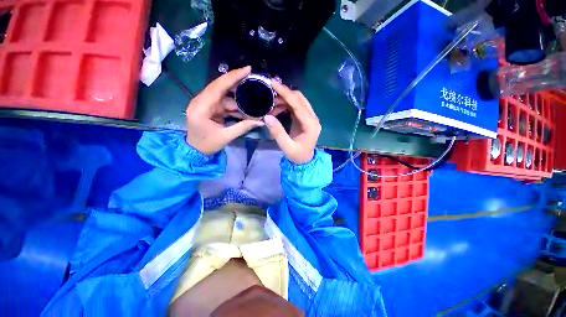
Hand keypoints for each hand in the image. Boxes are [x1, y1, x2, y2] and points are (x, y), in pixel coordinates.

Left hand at [186, 66, 263, 154]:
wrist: (195, 150)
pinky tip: (246, 108)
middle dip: (237, 82)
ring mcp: (206, 104)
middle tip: (252, 78)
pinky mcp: (210, 108)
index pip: (218, 87)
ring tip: (253, 96)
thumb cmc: (207, 144)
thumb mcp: (226, 136)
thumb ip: (243, 127)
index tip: (247, 69)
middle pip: (221, 87)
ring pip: (225, 95)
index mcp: (201, 107)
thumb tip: (261, 122)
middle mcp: (201, 101)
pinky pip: (225, 103)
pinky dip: (235, 106)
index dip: (233, 77)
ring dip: (238, 97)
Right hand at [264, 81, 320, 164]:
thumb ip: (277, 132)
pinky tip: (277, 107)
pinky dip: (286, 104)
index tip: (273, 83)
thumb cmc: (297, 155)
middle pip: (300, 99)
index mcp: (311, 125)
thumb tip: (267, 116)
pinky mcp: (305, 119)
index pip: (298, 105)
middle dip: (285, 93)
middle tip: (269, 92)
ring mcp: (310, 118)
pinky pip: (296, 107)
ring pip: (298, 101)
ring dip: (285, 99)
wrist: (305, 160)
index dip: (286, 93)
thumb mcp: (286, 147)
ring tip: (271, 103)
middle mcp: (313, 118)